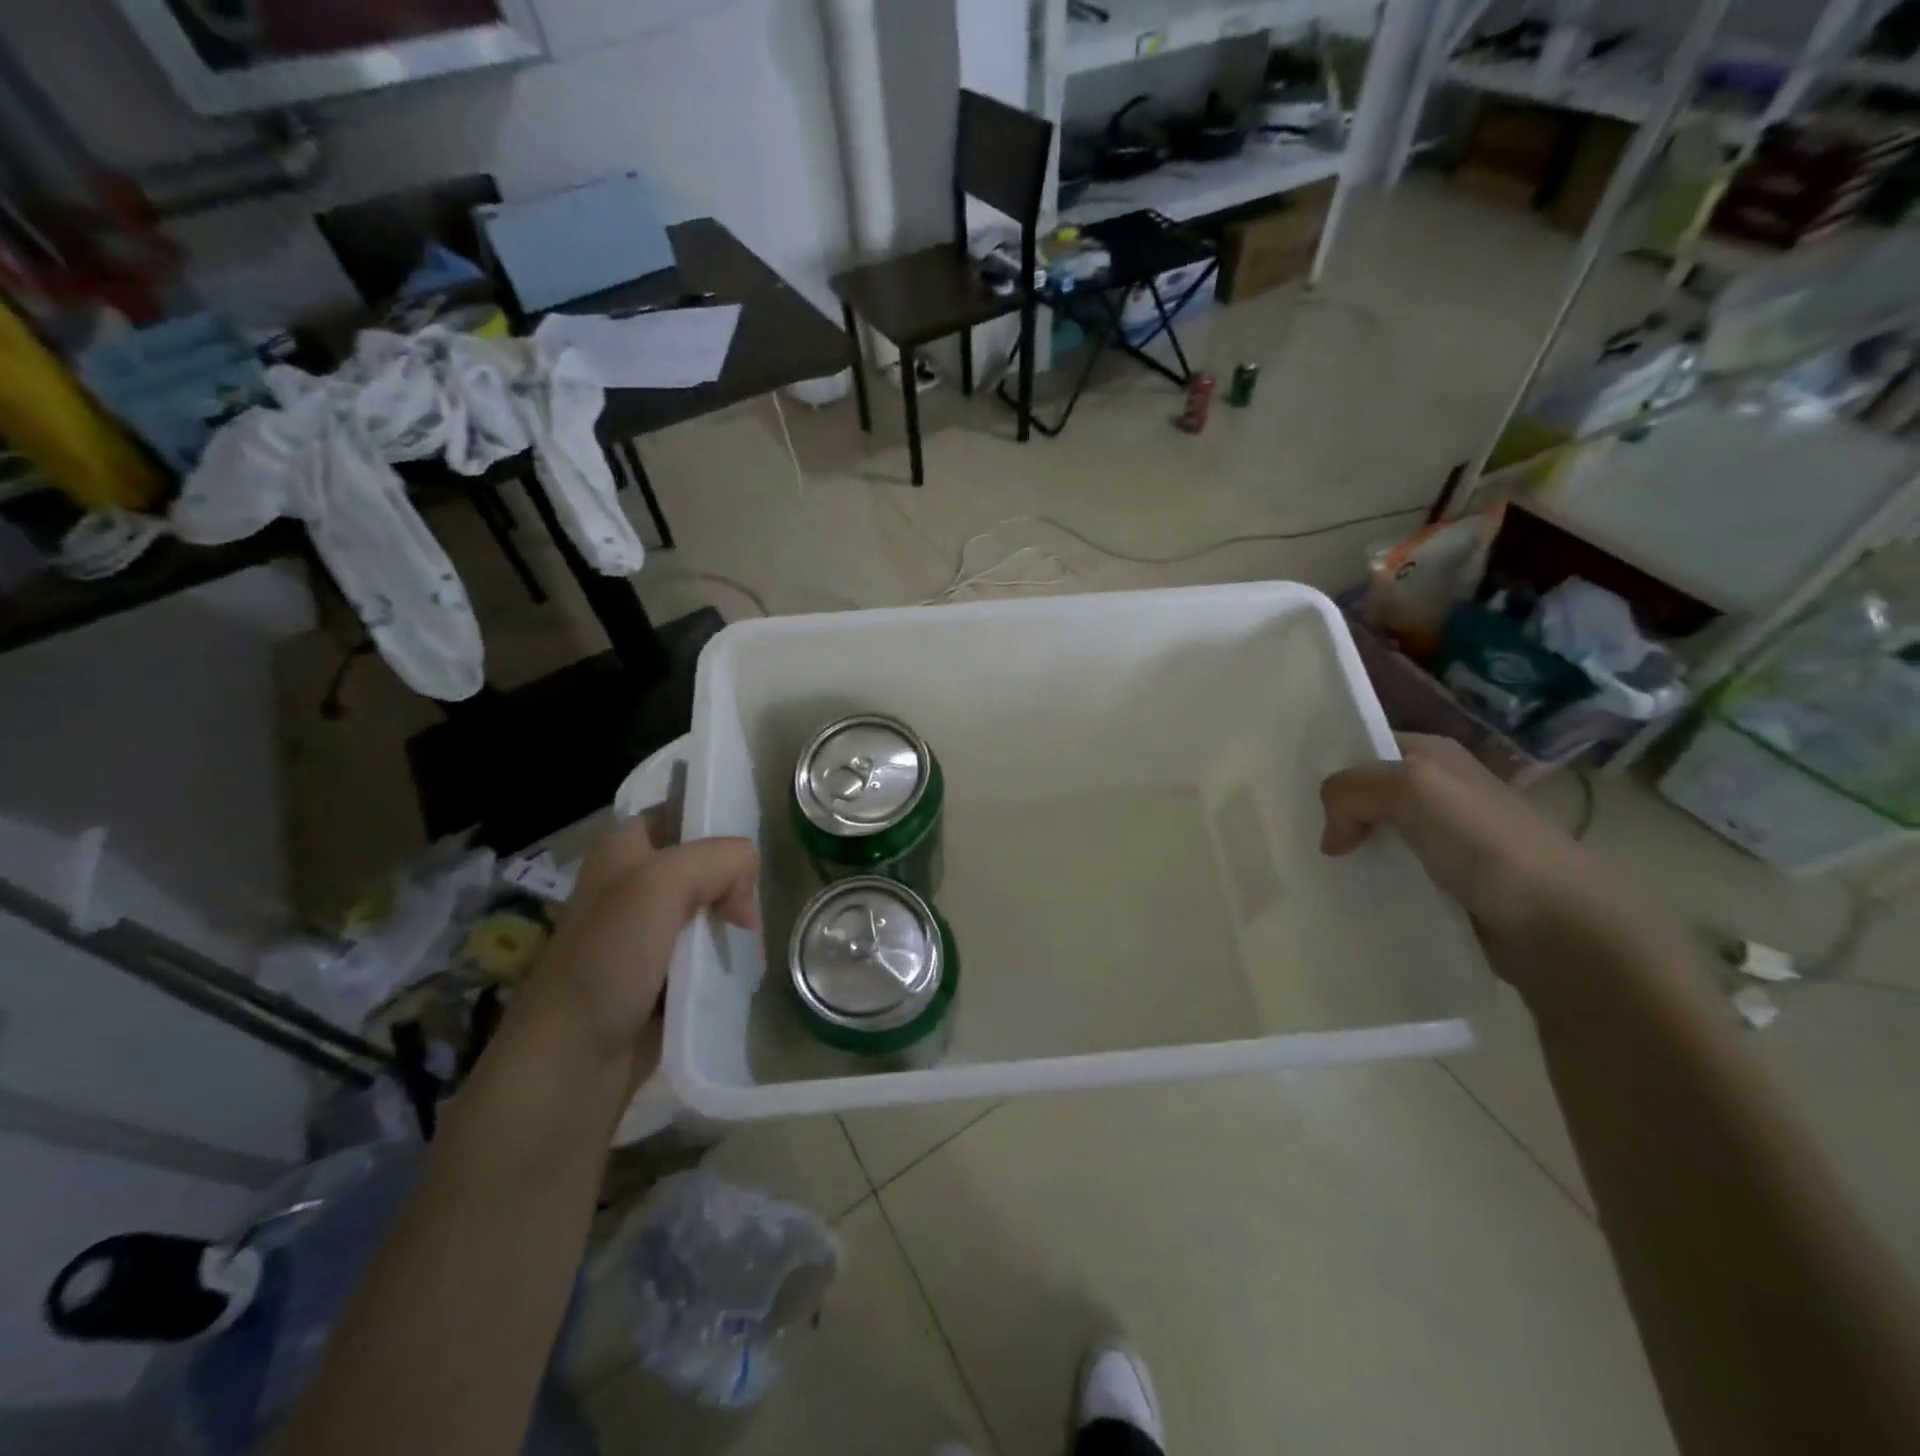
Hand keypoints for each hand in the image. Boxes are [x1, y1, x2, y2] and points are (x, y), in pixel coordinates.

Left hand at [523, 819, 757, 1089]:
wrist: (571, 1064)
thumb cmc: (608, 962)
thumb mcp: (661, 886)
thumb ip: (717, 860)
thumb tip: (749, 882)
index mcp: (623, 847)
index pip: (683, 810)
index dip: (719, 823)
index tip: (750, 853)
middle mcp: (633, 881)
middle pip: (704, 859)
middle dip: (734, 878)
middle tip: (747, 910)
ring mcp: (645, 929)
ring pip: (708, 904)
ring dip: (732, 917)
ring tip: (749, 938)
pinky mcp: (659, 971)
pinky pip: (705, 946)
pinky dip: (724, 950)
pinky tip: (739, 963)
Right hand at [1319, 733, 1611, 992]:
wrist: (1560, 927)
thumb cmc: (1486, 844)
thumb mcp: (1411, 789)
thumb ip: (1352, 789)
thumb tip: (1332, 835)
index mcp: (1434, 755)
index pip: (1364, 746)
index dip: (1331, 767)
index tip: (1294, 797)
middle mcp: (1440, 790)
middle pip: (1367, 792)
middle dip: (1334, 811)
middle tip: (1298, 836)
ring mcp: (1446, 838)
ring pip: (1377, 834)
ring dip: (1350, 850)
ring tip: (1317, 868)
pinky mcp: (1449, 882)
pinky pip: (1394, 872)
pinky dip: (1371, 881)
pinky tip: (1352, 893)